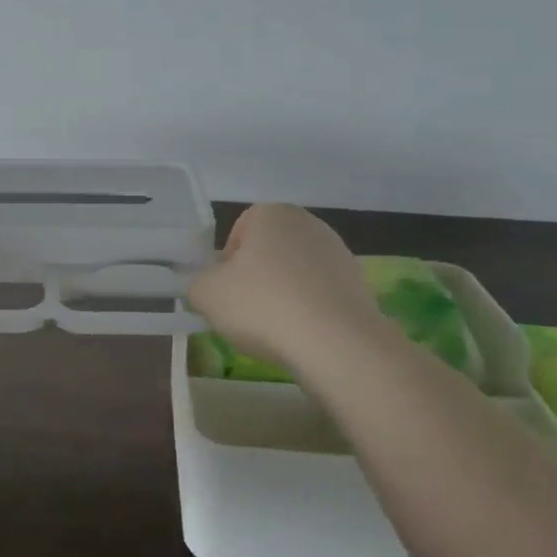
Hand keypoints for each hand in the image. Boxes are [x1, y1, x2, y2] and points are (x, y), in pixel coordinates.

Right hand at [189, 203, 390, 367]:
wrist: (336, 343)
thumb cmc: (263, 305)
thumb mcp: (206, 294)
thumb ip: (197, 282)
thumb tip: (206, 285)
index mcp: (272, 213)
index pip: (239, 231)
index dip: (226, 263)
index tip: (225, 291)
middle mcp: (309, 224)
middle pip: (269, 251)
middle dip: (256, 278)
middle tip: (245, 311)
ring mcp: (339, 253)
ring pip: (296, 274)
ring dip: (283, 295)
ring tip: (275, 330)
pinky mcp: (360, 285)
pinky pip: (320, 296)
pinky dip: (309, 312)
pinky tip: (302, 336)